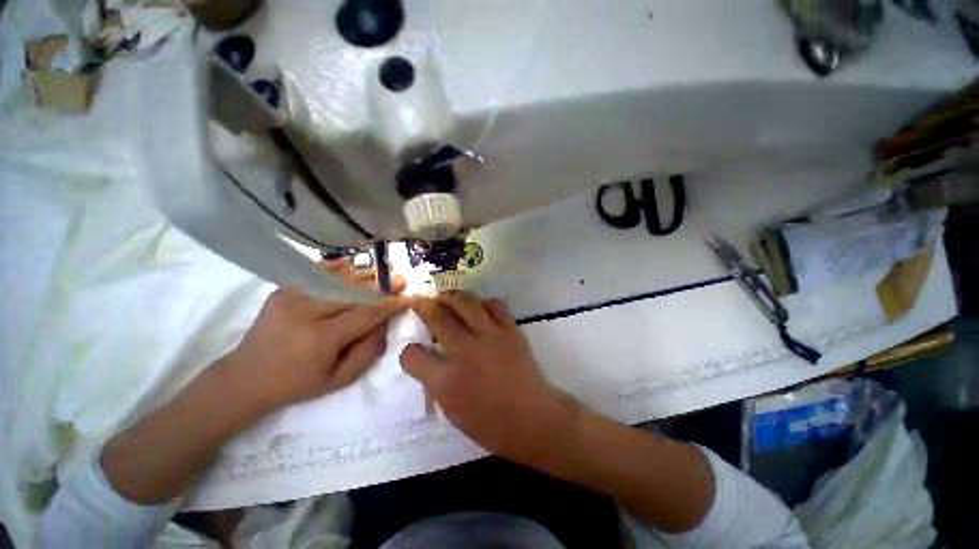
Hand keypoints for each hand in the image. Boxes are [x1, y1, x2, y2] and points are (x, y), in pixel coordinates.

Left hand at [220, 260, 406, 413]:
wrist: (246, 378)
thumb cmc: (298, 383)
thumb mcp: (339, 380)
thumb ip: (368, 351)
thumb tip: (383, 323)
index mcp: (321, 338)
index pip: (365, 314)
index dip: (389, 304)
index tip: (406, 298)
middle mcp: (306, 312)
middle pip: (353, 292)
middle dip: (381, 286)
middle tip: (400, 280)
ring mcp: (291, 297)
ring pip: (337, 280)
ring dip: (364, 276)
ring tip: (382, 274)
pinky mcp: (282, 291)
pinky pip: (314, 273)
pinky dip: (335, 267)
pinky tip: (350, 264)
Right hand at [399, 292, 576, 465]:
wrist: (534, 419)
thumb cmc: (492, 425)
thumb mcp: (453, 412)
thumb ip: (437, 383)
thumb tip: (431, 360)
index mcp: (447, 381)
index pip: (413, 356)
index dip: (409, 352)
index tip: (414, 352)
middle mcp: (465, 352)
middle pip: (437, 317)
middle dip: (423, 306)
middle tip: (419, 301)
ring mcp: (490, 336)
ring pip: (465, 302)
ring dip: (451, 297)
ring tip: (447, 299)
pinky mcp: (510, 330)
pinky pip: (494, 304)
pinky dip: (483, 303)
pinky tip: (480, 309)